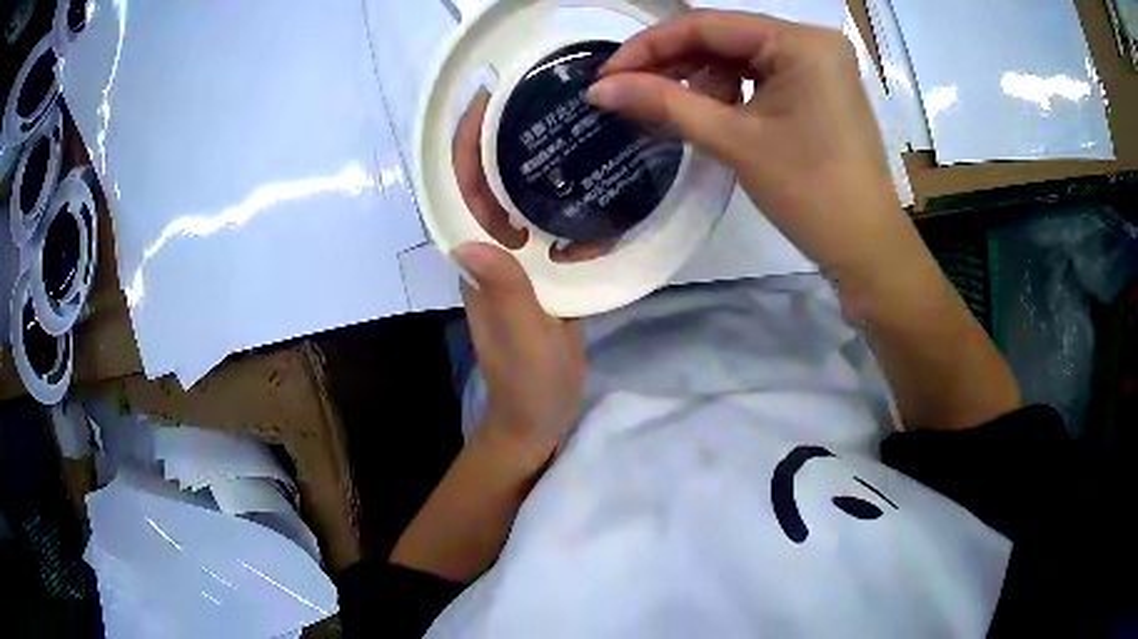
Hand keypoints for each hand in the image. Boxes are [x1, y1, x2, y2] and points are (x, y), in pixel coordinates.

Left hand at [451, 92, 586, 471]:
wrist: (540, 414)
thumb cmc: (528, 382)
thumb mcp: (521, 338)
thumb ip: (503, 292)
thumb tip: (473, 240)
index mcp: (478, 262)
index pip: (461, 193)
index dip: (464, 147)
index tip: (481, 103)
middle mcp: (490, 252)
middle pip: (485, 185)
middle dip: (496, 138)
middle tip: (530, 96)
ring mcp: (515, 260)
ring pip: (513, 199)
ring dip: (527, 160)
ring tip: (559, 122)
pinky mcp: (539, 270)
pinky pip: (544, 222)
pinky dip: (559, 197)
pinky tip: (587, 178)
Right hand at [588, 11, 904, 282]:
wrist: (865, 248)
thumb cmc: (809, 193)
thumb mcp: (734, 141)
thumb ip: (664, 103)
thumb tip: (599, 89)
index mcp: (800, 41)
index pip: (709, 25)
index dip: (650, 46)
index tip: (606, 73)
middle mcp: (812, 41)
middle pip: (725, 37)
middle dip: (674, 62)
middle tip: (626, 90)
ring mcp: (819, 64)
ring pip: (741, 56)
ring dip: (699, 77)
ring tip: (662, 105)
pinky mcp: (820, 88)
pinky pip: (762, 75)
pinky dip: (730, 89)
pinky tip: (704, 109)